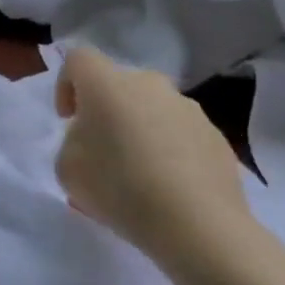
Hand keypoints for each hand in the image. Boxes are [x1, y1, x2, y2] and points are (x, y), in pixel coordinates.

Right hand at [54, 47, 255, 278]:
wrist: (198, 225)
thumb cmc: (119, 188)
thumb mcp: (67, 168)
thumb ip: (73, 142)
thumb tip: (95, 139)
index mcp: (107, 84)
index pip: (78, 59)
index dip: (66, 85)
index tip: (68, 120)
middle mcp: (149, 84)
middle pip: (118, 85)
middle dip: (106, 111)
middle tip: (102, 150)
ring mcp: (188, 108)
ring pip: (152, 109)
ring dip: (140, 130)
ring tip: (138, 175)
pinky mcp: (217, 137)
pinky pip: (181, 134)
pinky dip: (170, 151)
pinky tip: (168, 187)